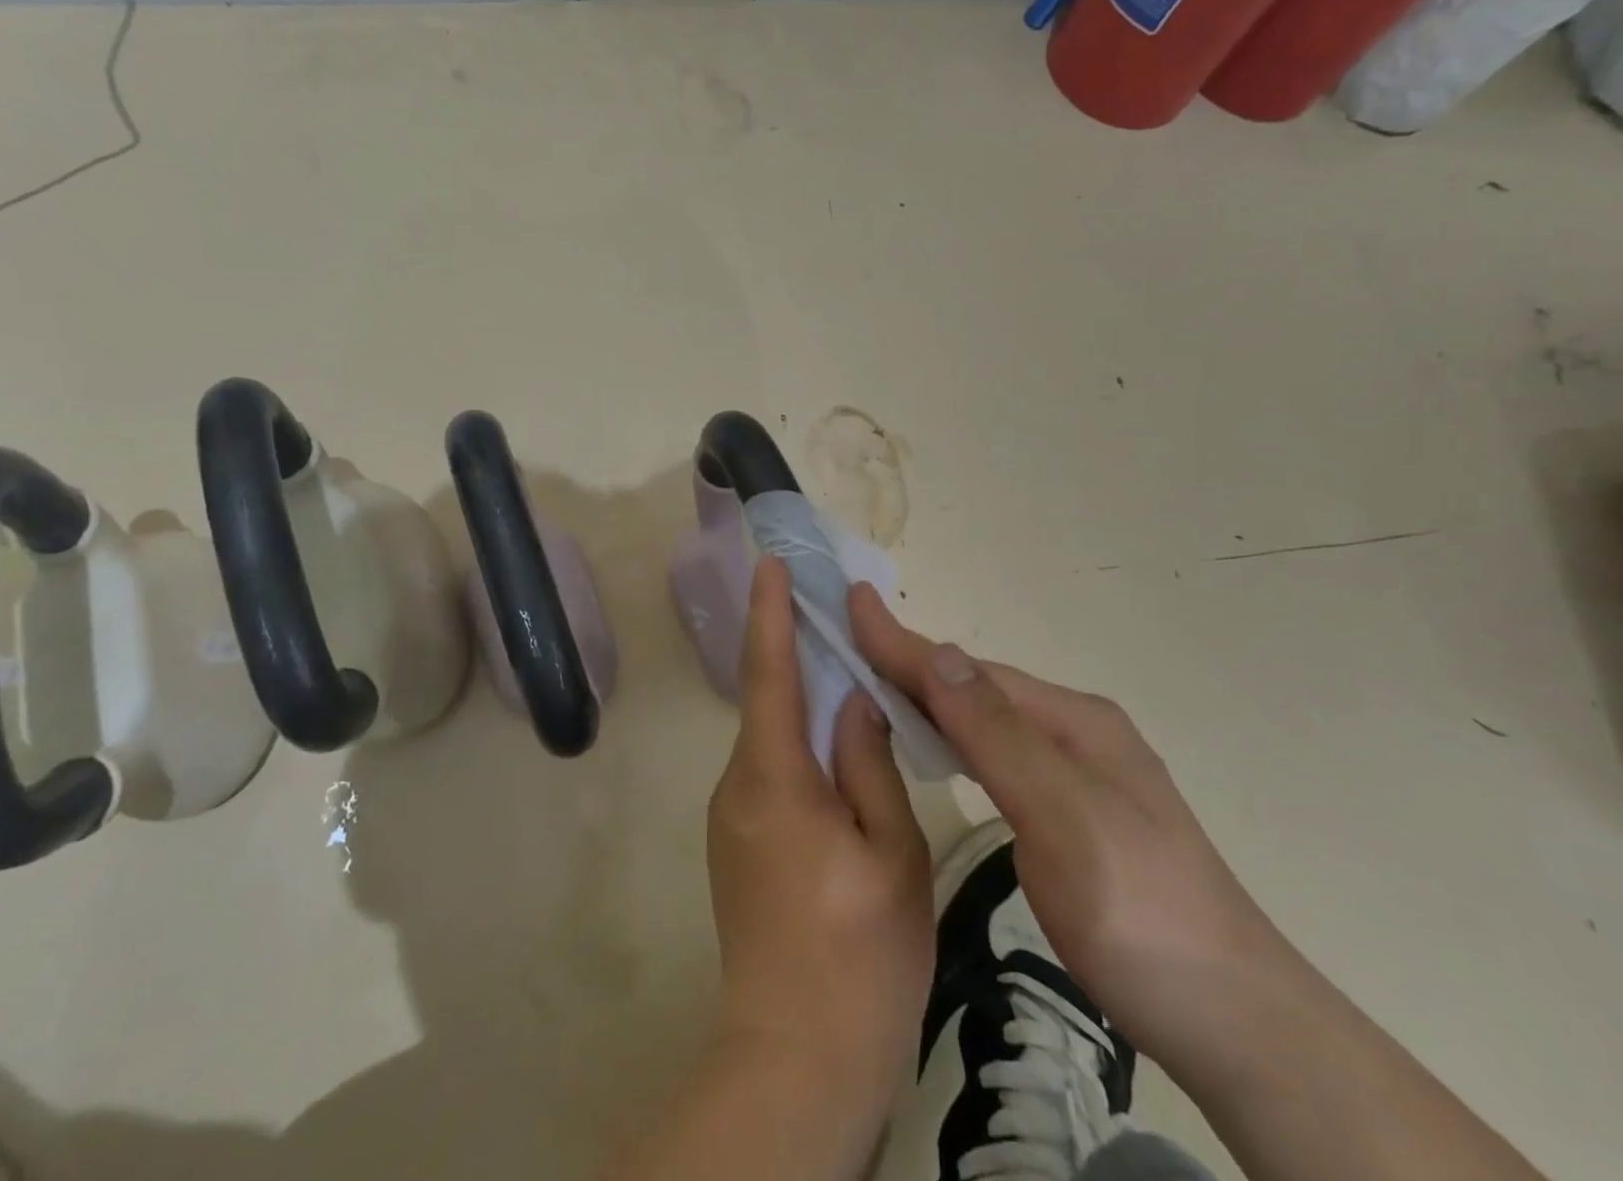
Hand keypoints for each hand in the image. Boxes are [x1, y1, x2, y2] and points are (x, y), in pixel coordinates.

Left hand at [707, 558, 933, 1136]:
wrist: (795, 1059)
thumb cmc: (859, 955)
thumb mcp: (890, 853)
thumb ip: (869, 764)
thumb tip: (855, 701)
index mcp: (774, 778)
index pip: (768, 672)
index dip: (770, 613)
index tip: (770, 563)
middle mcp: (738, 786)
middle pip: (769, 701)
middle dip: (796, 653)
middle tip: (838, 618)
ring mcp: (732, 817)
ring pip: (773, 739)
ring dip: (804, 705)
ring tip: (852, 682)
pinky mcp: (739, 844)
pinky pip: (771, 772)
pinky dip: (801, 747)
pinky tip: (839, 756)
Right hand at [849, 583, 1300, 1085]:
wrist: (1237, 1024)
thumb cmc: (1140, 913)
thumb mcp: (1064, 817)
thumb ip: (997, 734)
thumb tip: (935, 651)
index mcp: (1073, 721)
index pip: (968, 671)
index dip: (903, 641)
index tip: (851, 601)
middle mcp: (1076, 731)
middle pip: (976, 687)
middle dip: (910, 662)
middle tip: (848, 644)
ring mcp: (1080, 772)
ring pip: (986, 719)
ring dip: (930, 697)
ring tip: (876, 683)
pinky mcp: (1075, 812)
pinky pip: (997, 753)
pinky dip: (955, 736)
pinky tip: (938, 745)